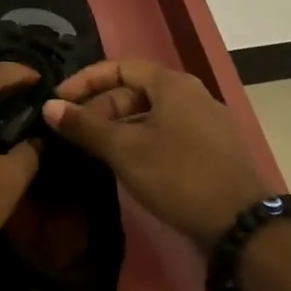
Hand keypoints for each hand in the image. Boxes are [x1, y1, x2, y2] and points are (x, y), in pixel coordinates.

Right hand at [44, 60, 269, 251]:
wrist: (241, 223)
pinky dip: (142, 140)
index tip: (60, 100)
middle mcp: (192, 94)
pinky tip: (128, 164)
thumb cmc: (177, 175)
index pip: (121, 66)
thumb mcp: (124, 150)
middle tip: (75, 131)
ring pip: (152, 113)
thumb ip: (85, 126)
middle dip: (102, 106)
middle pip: (137, 90)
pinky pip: (169, 132)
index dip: (87, 80)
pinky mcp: (213, 149)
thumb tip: (49, 107)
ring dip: (120, 126)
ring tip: (95, 149)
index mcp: (173, 84)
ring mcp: (206, 122)